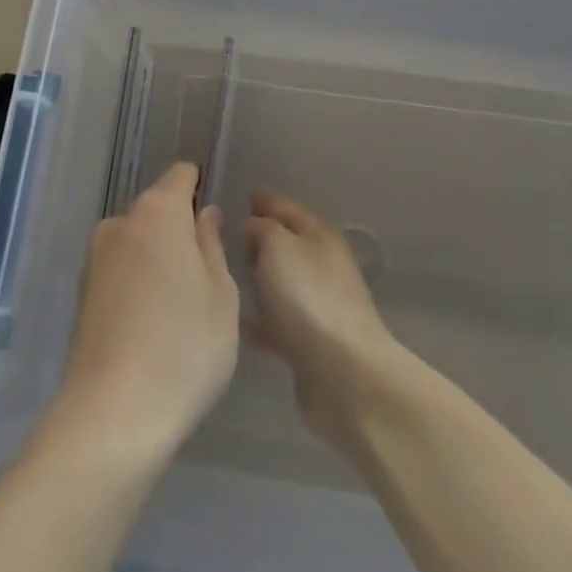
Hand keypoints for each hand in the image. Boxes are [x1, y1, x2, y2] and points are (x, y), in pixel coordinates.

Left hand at [52, 162, 239, 462]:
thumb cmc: (184, 346)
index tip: (214, 220)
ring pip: (137, 242)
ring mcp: (96, 257)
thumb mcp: (220, 295)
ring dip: (156, 259)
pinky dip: (137, 283)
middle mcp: (121, 222)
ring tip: (179, 309)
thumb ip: (212, 244)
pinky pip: (120, 270)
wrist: (113, 412)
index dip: (199, 188)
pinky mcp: (82, 292)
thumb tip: (204, 213)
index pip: (181, 176)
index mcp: (159, 211)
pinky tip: (151, 325)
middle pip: (157, 210)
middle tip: (205, 276)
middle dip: (179, 230)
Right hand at [244, 191, 400, 455]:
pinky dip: (261, 320)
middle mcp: (323, 264)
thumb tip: (253, 225)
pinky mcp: (312, 342)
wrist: (343, 374)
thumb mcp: (278, 246)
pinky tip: (237, 323)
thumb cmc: (307, 297)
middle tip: (227, 239)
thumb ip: (262, 228)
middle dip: (260, 239)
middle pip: (286, 244)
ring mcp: (320, 304)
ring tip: (227, 278)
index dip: (264, 200)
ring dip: (260, 279)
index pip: (287, 207)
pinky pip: (279, 321)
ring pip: (282, 282)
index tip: (241, 198)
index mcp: (319, 234)